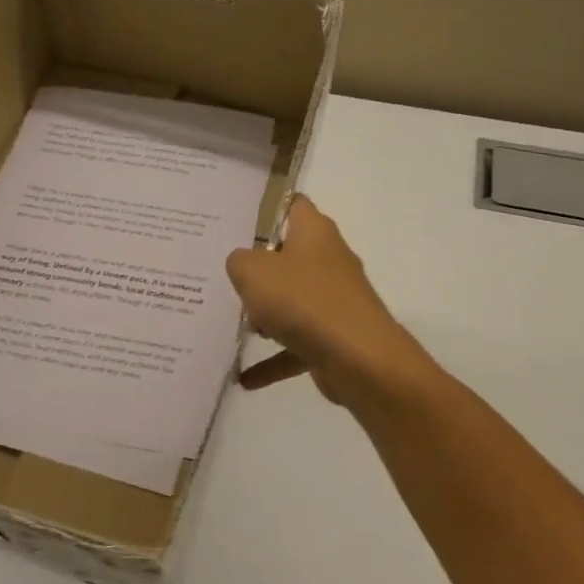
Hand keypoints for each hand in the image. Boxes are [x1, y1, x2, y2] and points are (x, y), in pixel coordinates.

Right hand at [226, 196, 428, 403]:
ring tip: (232, 326)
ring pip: (292, 301)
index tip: (237, 218)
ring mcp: (334, 301)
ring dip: (265, 315)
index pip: (292, 205)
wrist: (358, 358)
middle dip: (257, 269)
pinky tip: (245, 378)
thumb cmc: (303, 300)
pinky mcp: (335, 337)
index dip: (268, 207)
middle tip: (224, 275)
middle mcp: (328, 260)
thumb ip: (239, 261)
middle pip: (288, 257)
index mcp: (315, 232)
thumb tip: (244, 266)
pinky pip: (296, 345)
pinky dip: (273, 360)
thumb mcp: (252, 271)